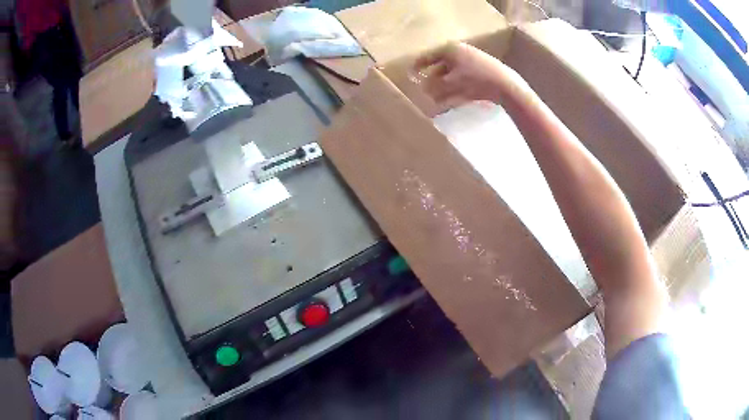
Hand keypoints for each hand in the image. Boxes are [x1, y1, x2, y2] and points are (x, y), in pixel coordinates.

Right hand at [413, 42, 524, 106]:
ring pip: (451, 76)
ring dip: (442, 88)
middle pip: (440, 67)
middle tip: (424, 92)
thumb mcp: (449, 83)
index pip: (428, 56)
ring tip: (436, 101)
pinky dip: (454, 91)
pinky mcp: (480, 75)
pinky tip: (450, 102)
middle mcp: (459, 54)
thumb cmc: (474, 80)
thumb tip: (424, 88)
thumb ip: (434, 85)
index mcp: (450, 50)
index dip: (417, 66)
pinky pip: (461, 82)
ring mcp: (471, 64)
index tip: (409, 75)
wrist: (505, 86)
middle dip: (432, 80)